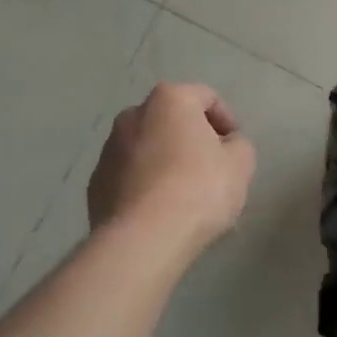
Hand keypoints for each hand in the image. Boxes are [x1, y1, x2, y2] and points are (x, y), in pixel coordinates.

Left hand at [87, 83, 255, 250]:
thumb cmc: (199, 189)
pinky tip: (160, 211)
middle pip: (171, 120)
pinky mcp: (95, 184)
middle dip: (192, 139)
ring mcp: (108, 150)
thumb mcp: (241, 163)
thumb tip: (226, 146)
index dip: (227, 121)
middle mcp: (133, 115)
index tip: (235, 148)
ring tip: (185, 195)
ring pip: (147, 148)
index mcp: (169, 100)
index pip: (206, 97)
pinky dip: (145, 185)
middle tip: (212, 168)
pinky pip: (129, 176)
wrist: (144, 239)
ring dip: (166, 161)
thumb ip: (238, 145)